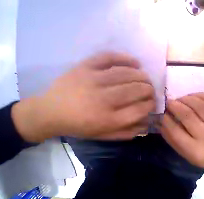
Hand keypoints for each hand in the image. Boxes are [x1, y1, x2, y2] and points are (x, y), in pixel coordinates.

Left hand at [12, 52, 155, 141]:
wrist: (51, 112)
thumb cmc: (82, 127)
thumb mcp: (106, 136)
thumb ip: (128, 132)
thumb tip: (146, 123)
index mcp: (109, 119)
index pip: (139, 109)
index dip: (150, 105)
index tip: (153, 103)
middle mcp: (103, 100)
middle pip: (135, 90)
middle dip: (149, 90)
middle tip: (151, 91)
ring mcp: (93, 80)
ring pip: (125, 74)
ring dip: (142, 76)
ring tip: (146, 79)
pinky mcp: (84, 67)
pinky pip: (108, 57)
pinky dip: (125, 58)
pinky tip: (135, 62)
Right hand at [159, 93, 203, 179]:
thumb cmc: (199, 156)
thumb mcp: (181, 151)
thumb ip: (169, 136)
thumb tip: (159, 119)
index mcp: (194, 149)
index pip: (175, 131)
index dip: (165, 119)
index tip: (160, 111)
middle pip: (188, 116)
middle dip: (175, 105)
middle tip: (168, 101)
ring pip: (200, 106)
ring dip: (186, 99)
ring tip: (179, 99)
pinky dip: (201, 95)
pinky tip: (192, 96)